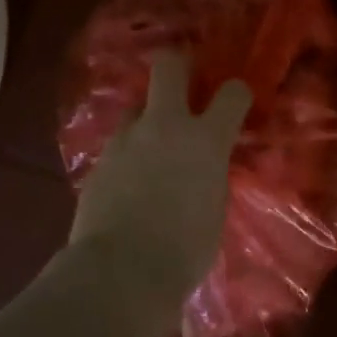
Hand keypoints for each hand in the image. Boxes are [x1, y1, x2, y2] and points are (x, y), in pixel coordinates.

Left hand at [69, 51, 251, 298]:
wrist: (120, 271)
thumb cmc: (185, 249)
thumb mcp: (215, 208)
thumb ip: (211, 176)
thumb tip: (204, 169)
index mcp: (206, 139)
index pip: (232, 93)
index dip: (237, 92)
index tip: (237, 100)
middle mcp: (165, 126)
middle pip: (168, 67)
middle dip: (178, 65)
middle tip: (184, 80)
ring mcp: (126, 140)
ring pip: (137, 107)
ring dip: (148, 118)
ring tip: (153, 145)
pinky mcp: (99, 161)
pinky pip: (119, 144)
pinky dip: (128, 153)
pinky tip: (131, 180)